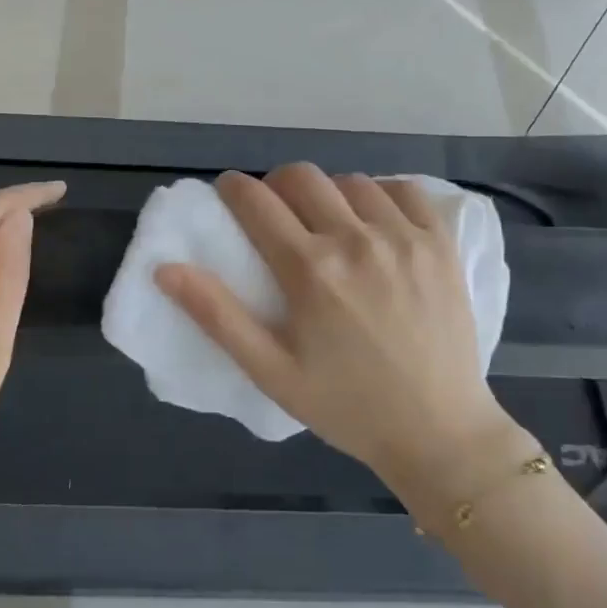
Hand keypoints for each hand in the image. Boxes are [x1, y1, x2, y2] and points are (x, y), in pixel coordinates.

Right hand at [155, 165, 519, 495]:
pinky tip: (376, 221)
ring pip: (351, 181)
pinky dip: (382, 194)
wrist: (438, 430)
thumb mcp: (271, 371)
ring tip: (328, 223)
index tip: (229, 194)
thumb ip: (217, 316)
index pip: (256, 201)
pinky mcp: (440, 243)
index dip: (234, 188)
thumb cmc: (346, 406)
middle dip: (277, 185)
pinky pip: (405, 190)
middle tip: (276, 214)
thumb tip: (165, 269)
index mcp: (310, 270)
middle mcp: (356, 240)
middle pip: (302, 177)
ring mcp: (405, 237)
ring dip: (328, 193)